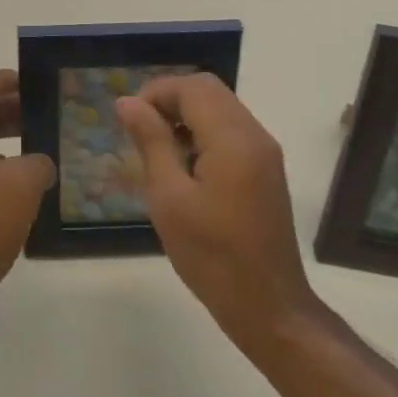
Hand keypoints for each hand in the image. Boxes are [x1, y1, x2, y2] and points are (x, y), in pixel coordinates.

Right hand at [116, 74, 319, 346]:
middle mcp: (254, 134)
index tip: (129, 119)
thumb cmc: (212, 256)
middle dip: (170, 99)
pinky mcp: (266, 169)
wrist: (269, 308)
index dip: (156, 92)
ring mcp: (265, 152)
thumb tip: (127, 102)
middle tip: (140, 130)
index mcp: (232, 139)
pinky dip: (204, 131)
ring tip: (157, 148)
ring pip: (221, 107)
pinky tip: (184, 165)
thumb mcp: (169, 198)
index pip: (192, 87)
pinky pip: (231, 129)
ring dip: (186, 115)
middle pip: (209, 90)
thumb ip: (151, 142)